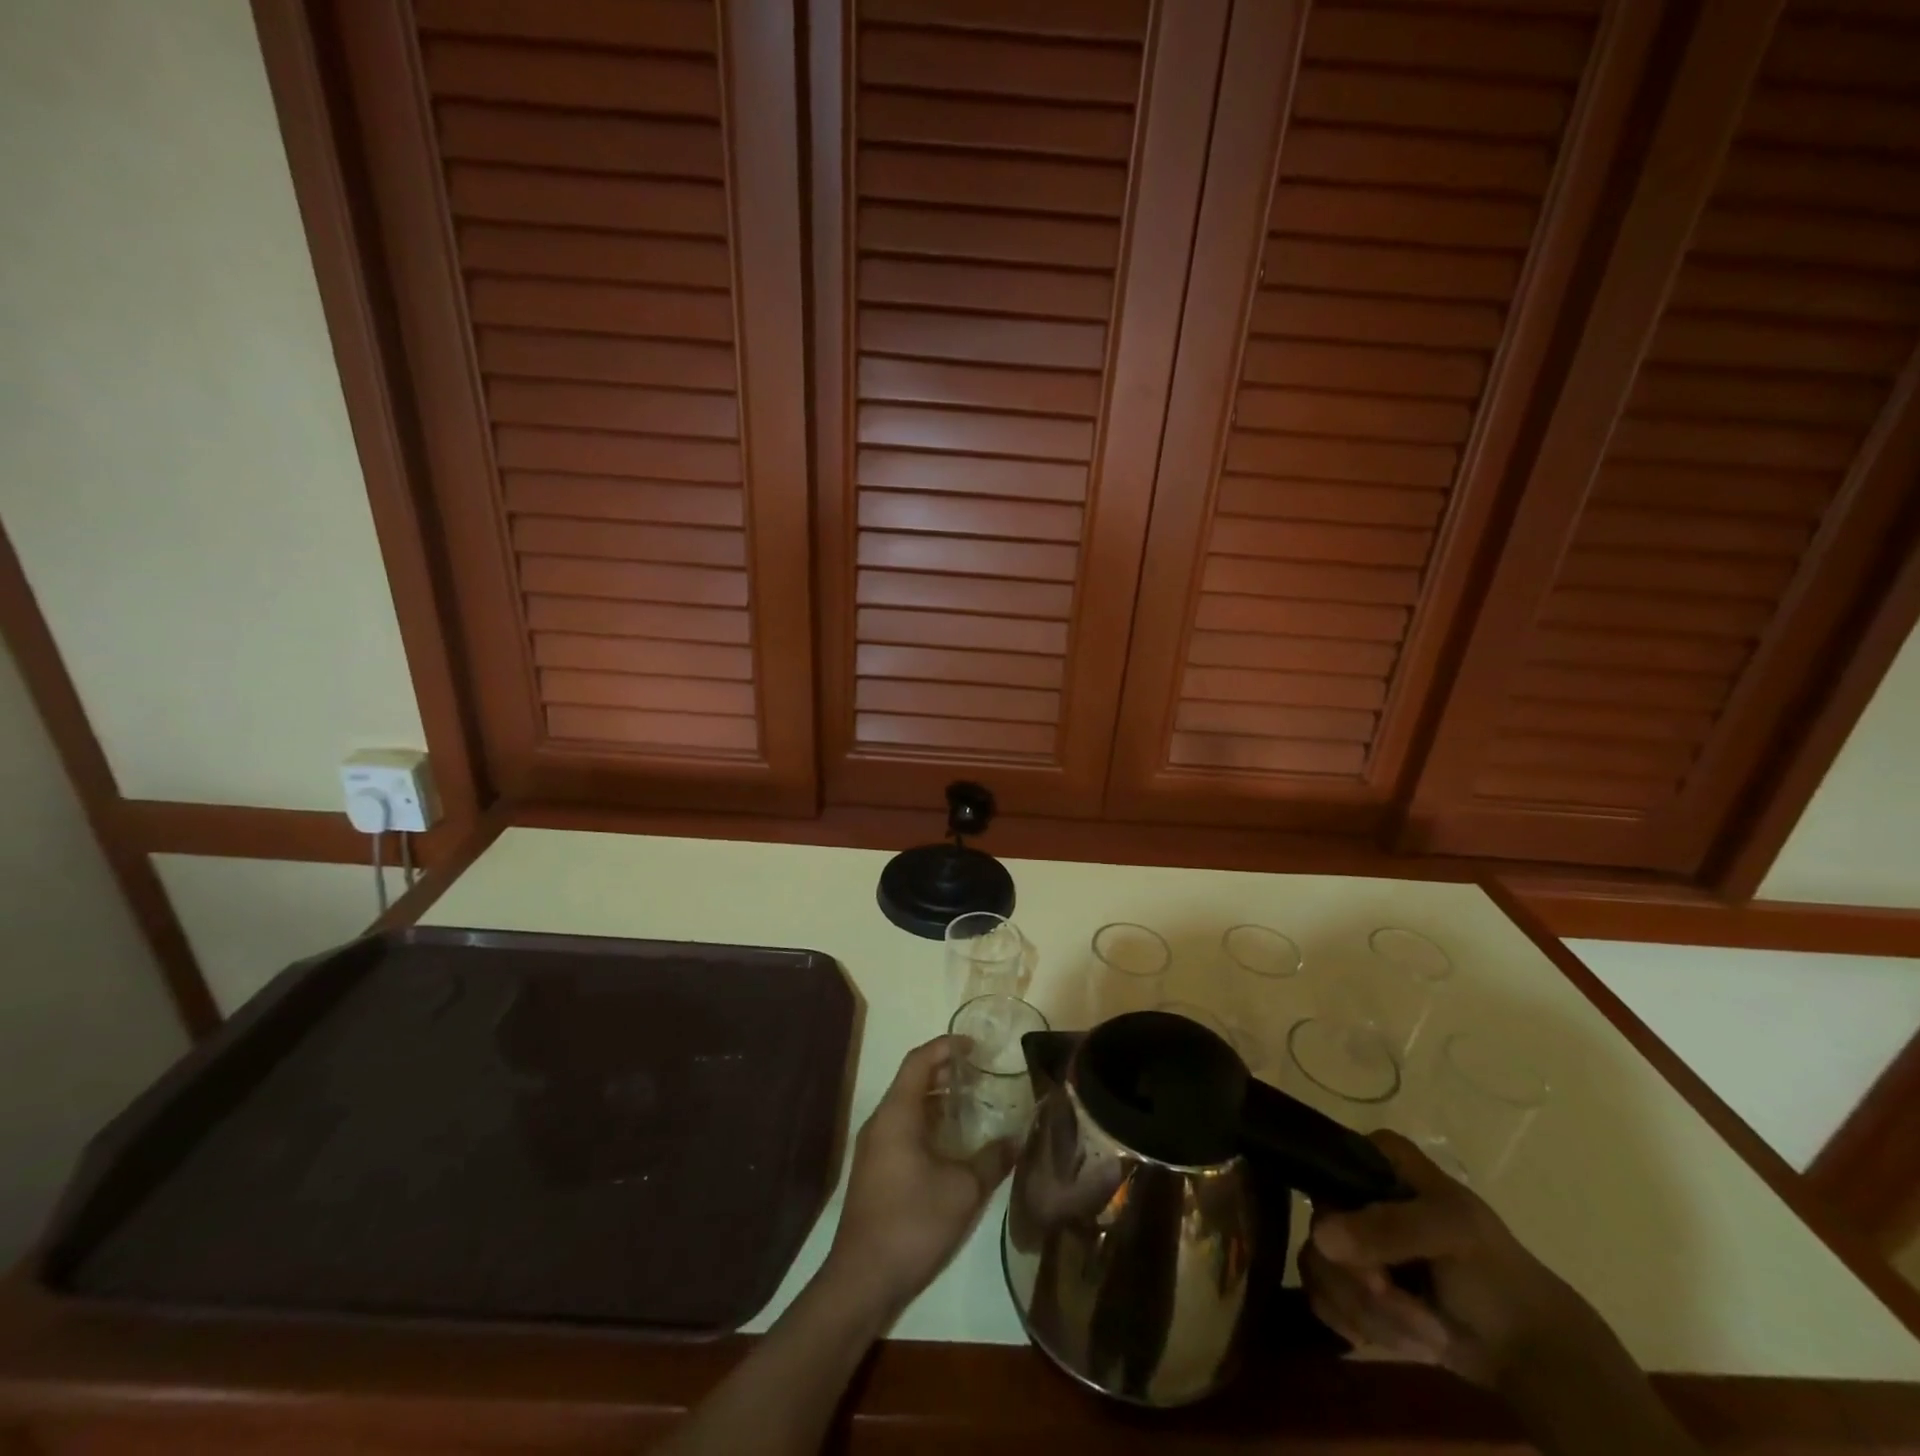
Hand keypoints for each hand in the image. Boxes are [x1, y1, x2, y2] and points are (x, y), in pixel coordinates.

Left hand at [822, 1037, 1016, 1321]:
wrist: (862, 1280)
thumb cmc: (912, 1223)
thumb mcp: (963, 1190)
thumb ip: (992, 1160)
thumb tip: (1018, 1139)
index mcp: (897, 1114)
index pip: (919, 1061)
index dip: (945, 1047)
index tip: (974, 1046)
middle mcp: (880, 1122)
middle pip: (912, 1081)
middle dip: (945, 1073)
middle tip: (980, 1075)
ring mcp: (874, 1147)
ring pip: (907, 1107)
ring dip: (937, 1100)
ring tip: (973, 1105)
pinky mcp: (874, 1170)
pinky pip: (903, 1129)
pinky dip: (928, 1123)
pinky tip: (953, 1144)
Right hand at [1301, 1132, 1614, 1388]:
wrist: (1528, 1350)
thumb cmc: (1496, 1274)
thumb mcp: (1453, 1234)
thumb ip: (1390, 1228)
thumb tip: (1321, 1236)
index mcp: (1377, 1159)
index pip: (1324, 1172)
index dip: (1340, 1220)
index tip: (1378, 1267)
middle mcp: (1353, 1191)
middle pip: (1320, 1230)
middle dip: (1366, 1286)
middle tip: (1412, 1312)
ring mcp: (1349, 1238)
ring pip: (1320, 1269)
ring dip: (1372, 1315)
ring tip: (1425, 1335)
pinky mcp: (1349, 1281)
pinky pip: (1322, 1298)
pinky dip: (1362, 1328)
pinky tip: (1403, 1340)